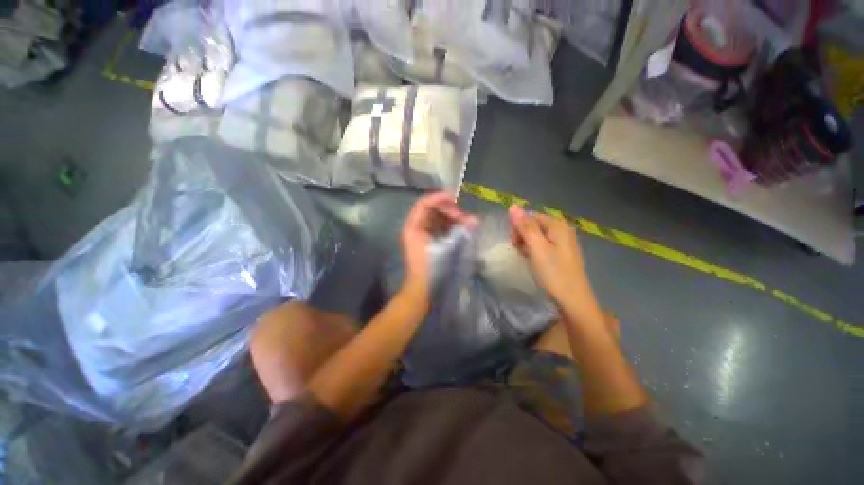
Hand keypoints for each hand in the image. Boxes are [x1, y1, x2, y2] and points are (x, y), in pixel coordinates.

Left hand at [401, 192, 476, 303]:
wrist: (423, 291)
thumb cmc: (433, 269)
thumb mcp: (447, 248)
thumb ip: (461, 232)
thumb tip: (475, 220)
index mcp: (414, 227)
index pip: (424, 204)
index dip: (440, 198)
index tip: (456, 199)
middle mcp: (415, 228)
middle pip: (431, 210)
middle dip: (448, 210)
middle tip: (464, 217)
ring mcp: (420, 236)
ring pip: (436, 219)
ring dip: (450, 218)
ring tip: (465, 223)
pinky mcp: (427, 243)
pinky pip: (438, 228)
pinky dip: (449, 227)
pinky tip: (460, 230)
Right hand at [508, 205, 587, 306]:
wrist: (573, 301)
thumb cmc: (553, 273)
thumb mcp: (536, 248)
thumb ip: (525, 226)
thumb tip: (513, 205)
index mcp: (557, 225)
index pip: (530, 216)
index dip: (518, 228)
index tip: (514, 244)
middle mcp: (562, 230)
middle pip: (534, 225)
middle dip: (522, 236)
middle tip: (519, 251)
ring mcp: (563, 243)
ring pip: (537, 236)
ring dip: (527, 244)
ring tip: (526, 258)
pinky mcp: (562, 254)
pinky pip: (543, 246)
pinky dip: (534, 251)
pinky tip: (534, 261)